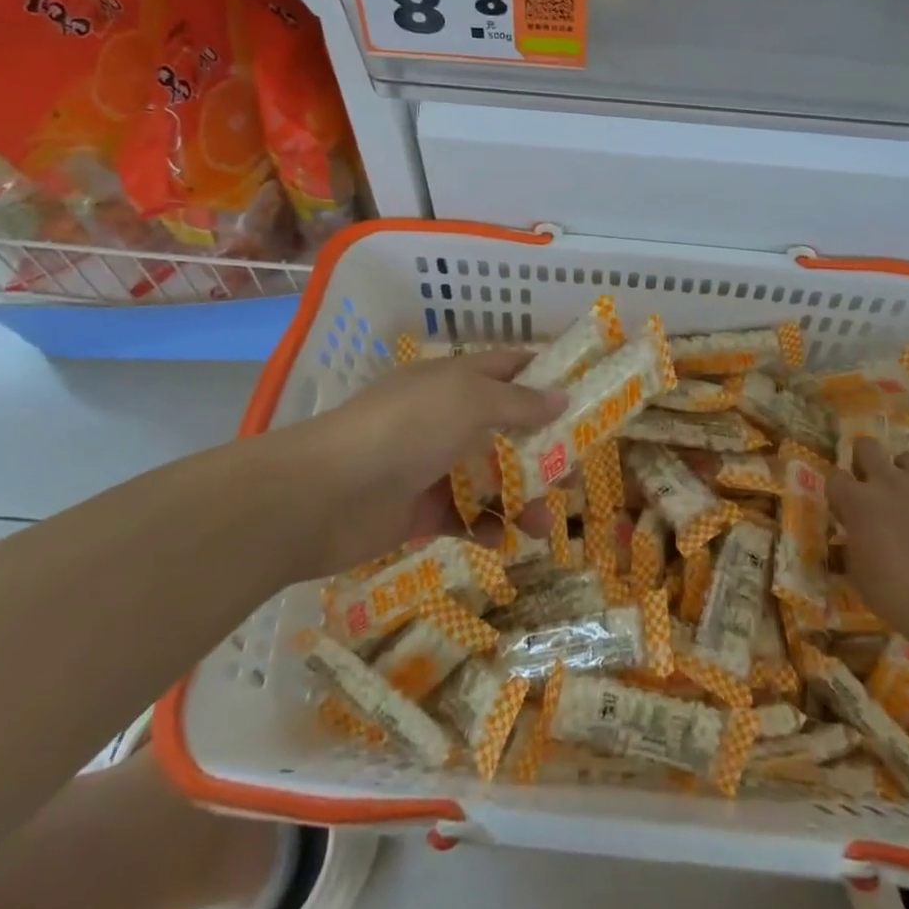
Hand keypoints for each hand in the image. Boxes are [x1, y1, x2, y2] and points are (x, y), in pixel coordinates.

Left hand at [282, 350, 566, 573]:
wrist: (324, 495)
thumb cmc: (405, 430)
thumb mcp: (469, 402)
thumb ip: (518, 402)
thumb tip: (561, 397)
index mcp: (454, 380)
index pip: (508, 367)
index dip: (545, 375)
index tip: (585, 394)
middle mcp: (444, 417)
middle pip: (505, 428)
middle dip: (542, 449)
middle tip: (576, 474)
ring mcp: (429, 464)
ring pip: (487, 478)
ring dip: (519, 497)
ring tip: (545, 525)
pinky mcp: (416, 510)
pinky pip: (462, 517)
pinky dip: (484, 527)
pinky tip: (502, 540)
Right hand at [828, 438, 908, 658]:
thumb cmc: (900, 597)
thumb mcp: (860, 578)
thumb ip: (852, 549)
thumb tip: (852, 541)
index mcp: (857, 502)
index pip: (834, 477)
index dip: (838, 491)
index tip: (844, 508)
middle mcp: (886, 482)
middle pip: (866, 446)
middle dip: (864, 460)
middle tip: (871, 486)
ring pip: (907, 455)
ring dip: (903, 471)